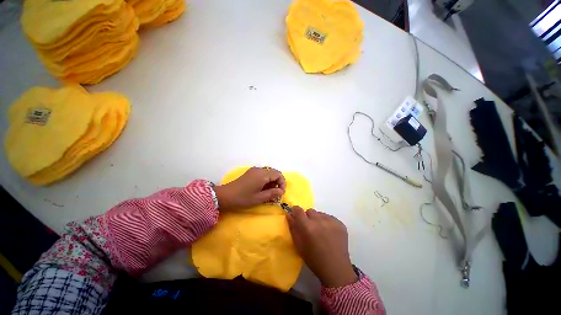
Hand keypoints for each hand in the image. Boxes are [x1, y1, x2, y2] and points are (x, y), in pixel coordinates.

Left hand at [213, 167, 285, 210]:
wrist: (225, 195)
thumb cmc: (243, 198)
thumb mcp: (259, 198)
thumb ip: (272, 194)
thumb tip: (281, 191)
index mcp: (263, 175)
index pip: (278, 174)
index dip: (282, 183)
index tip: (281, 193)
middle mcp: (260, 170)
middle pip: (274, 173)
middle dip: (277, 182)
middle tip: (275, 194)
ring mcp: (254, 170)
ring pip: (268, 173)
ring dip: (271, 182)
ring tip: (269, 192)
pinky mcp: (250, 173)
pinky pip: (262, 174)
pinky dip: (266, 180)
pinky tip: (262, 188)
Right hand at [286, 207, 357, 287]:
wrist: (336, 269)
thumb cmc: (314, 260)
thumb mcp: (299, 246)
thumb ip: (293, 228)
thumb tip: (289, 215)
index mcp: (308, 227)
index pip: (298, 210)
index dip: (296, 211)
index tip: (296, 216)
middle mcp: (320, 220)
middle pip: (310, 211)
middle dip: (307, 217)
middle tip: (310, 228)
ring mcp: (331, 221)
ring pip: (319, 214)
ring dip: (317, 220)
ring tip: (321, 232)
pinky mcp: (340, 223)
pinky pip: (329, 217)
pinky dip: (326, 222)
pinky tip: (329, 233)